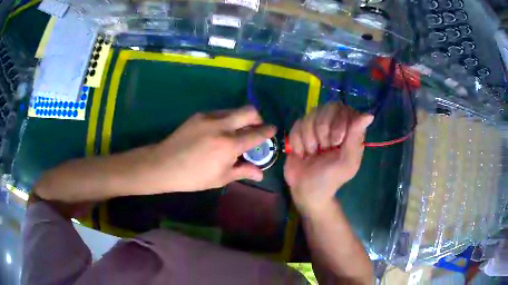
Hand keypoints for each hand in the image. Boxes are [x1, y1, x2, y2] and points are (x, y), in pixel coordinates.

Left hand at [148, 106, 275, 191]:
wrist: (163, 164)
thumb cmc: (193, 177)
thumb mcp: (220, 178)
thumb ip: (243, 171)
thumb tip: (261, 174)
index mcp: (228, 145)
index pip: (256, 133)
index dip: (268, 131)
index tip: (272, 130)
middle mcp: (221, 126)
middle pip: (248, 110)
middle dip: (257, 118)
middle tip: (254, 129)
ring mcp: (208, 117)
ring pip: (234, 110)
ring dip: (240, 119)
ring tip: (234, 133)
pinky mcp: (199, 115)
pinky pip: (219, 113)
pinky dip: (226, 120)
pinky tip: (218, 133)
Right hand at [284, 103, 372, 214]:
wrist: (305, 190)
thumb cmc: (330, 179)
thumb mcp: (347, 162)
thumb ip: (356, 138)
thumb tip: (369, 115)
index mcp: (350, 131)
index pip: (345, 110)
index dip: (338, 123)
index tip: (336, 142)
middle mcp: (334, 124)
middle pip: (326, 109)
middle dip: (322, 132)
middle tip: (324, 150)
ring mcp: (316, 126)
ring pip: (310, 116)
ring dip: (309, 139)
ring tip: (312, 154)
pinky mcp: (301, 130)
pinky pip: (297, 124)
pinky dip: (298, 141)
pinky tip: (302, 153)